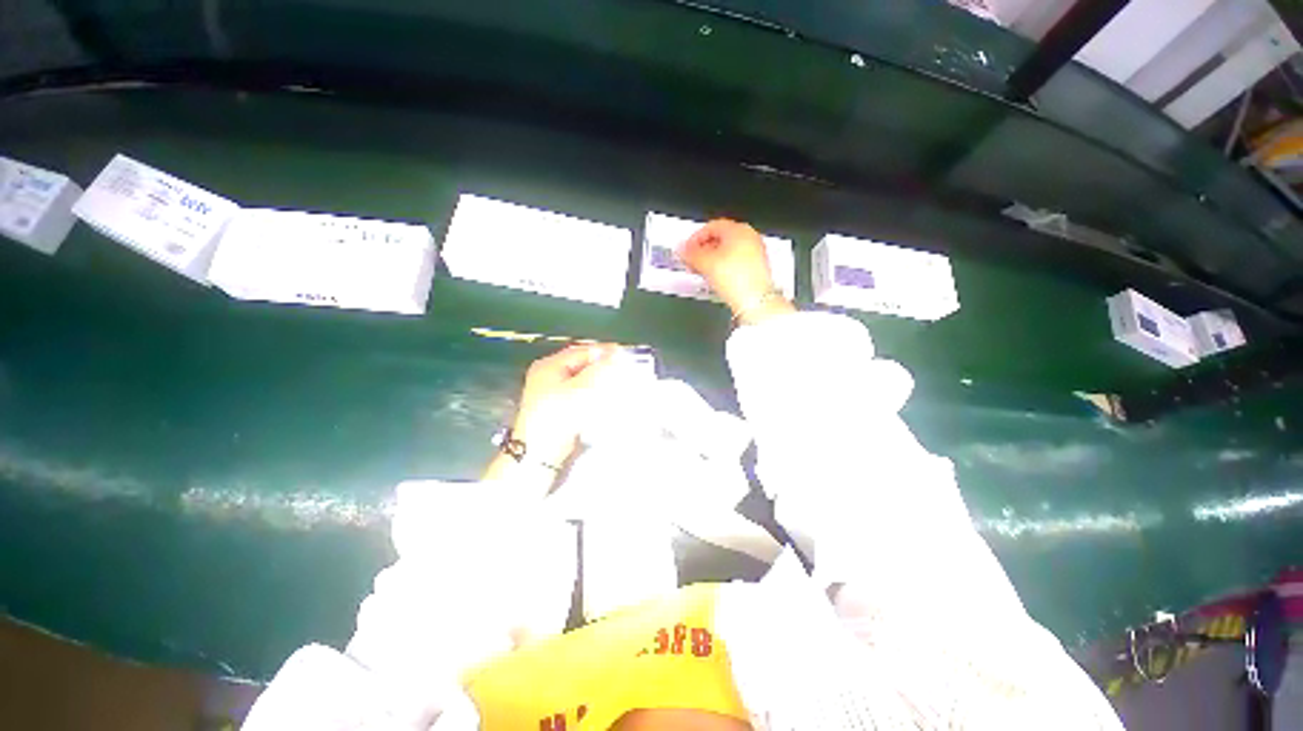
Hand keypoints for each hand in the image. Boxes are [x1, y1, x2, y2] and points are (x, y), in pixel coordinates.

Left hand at [507, 343, 618, 470]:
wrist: (540, 452)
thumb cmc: (558, 416)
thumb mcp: (581, 389)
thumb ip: (600, 370)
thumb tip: (616, 355)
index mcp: (549, 366)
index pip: (581, 351)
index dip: (603, 352)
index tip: (623, 355)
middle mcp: (549, 376)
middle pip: (581, 365)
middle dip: (602, 367)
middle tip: (622, 369)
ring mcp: (552, 393)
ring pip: (583, 380)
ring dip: (599, 381)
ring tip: (617, 383)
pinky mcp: (559, 408)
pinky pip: (580, 394)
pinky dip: (593, 393)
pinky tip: (605, 398)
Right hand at [680, 219, 793, 323]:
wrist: (754, 301)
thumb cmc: (737, 279)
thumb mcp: (705, 263)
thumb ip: (690, 253)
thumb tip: (682, 249)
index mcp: (738, 229)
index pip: (711, 227)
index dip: (695, 238)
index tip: (687, 250)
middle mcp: (749, 237)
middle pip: (720, 238)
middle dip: (703, 249)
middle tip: (692, 261)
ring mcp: (755, 252)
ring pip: (728, 250)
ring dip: (712, 259)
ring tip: (701, 271)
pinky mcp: (757, 267)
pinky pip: (736, 261)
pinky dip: (723, 266)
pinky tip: (716, 277)